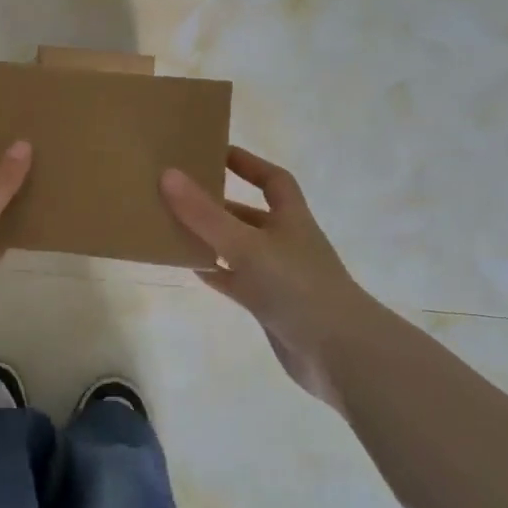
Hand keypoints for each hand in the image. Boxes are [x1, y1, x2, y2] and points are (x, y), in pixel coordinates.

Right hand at [160, 147, 364, 400]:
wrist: (340, 354)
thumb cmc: (297, 287)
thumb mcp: (246, 245)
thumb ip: (205, 214)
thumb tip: (167, 174)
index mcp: (290, 219)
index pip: (272, 180)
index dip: (247, 163)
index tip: (215, 152)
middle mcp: (285, 242)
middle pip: (248, 214)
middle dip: (217, 203)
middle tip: (177, 192)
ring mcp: (277, 276)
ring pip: (237, 248)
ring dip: (210, 238)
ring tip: (172, 226)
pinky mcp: (269, 306)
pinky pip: (235, 281)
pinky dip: (214, 272)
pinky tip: (189, 266)